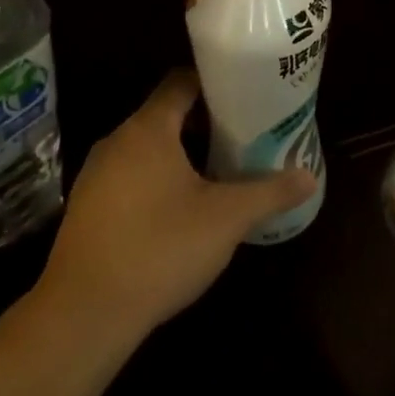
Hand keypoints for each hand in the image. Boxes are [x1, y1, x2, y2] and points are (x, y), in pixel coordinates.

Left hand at [36, 70, 315, 343]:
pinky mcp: (87, 207)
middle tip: (243, 136)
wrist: (85, 313)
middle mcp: (117, 141)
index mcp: (148, 129)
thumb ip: (269, 193)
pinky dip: (156, 179)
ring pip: (146, 148)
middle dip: (204, 122)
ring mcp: (96, 175)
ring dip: (180, 153)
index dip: (214, 83)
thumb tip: (309, 177)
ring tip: (219, 171)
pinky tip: (180, 209)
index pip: (181, 82)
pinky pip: (129, 176)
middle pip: (165, 114)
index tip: (245, 95)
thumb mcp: (226, 219)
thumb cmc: (161, 248)